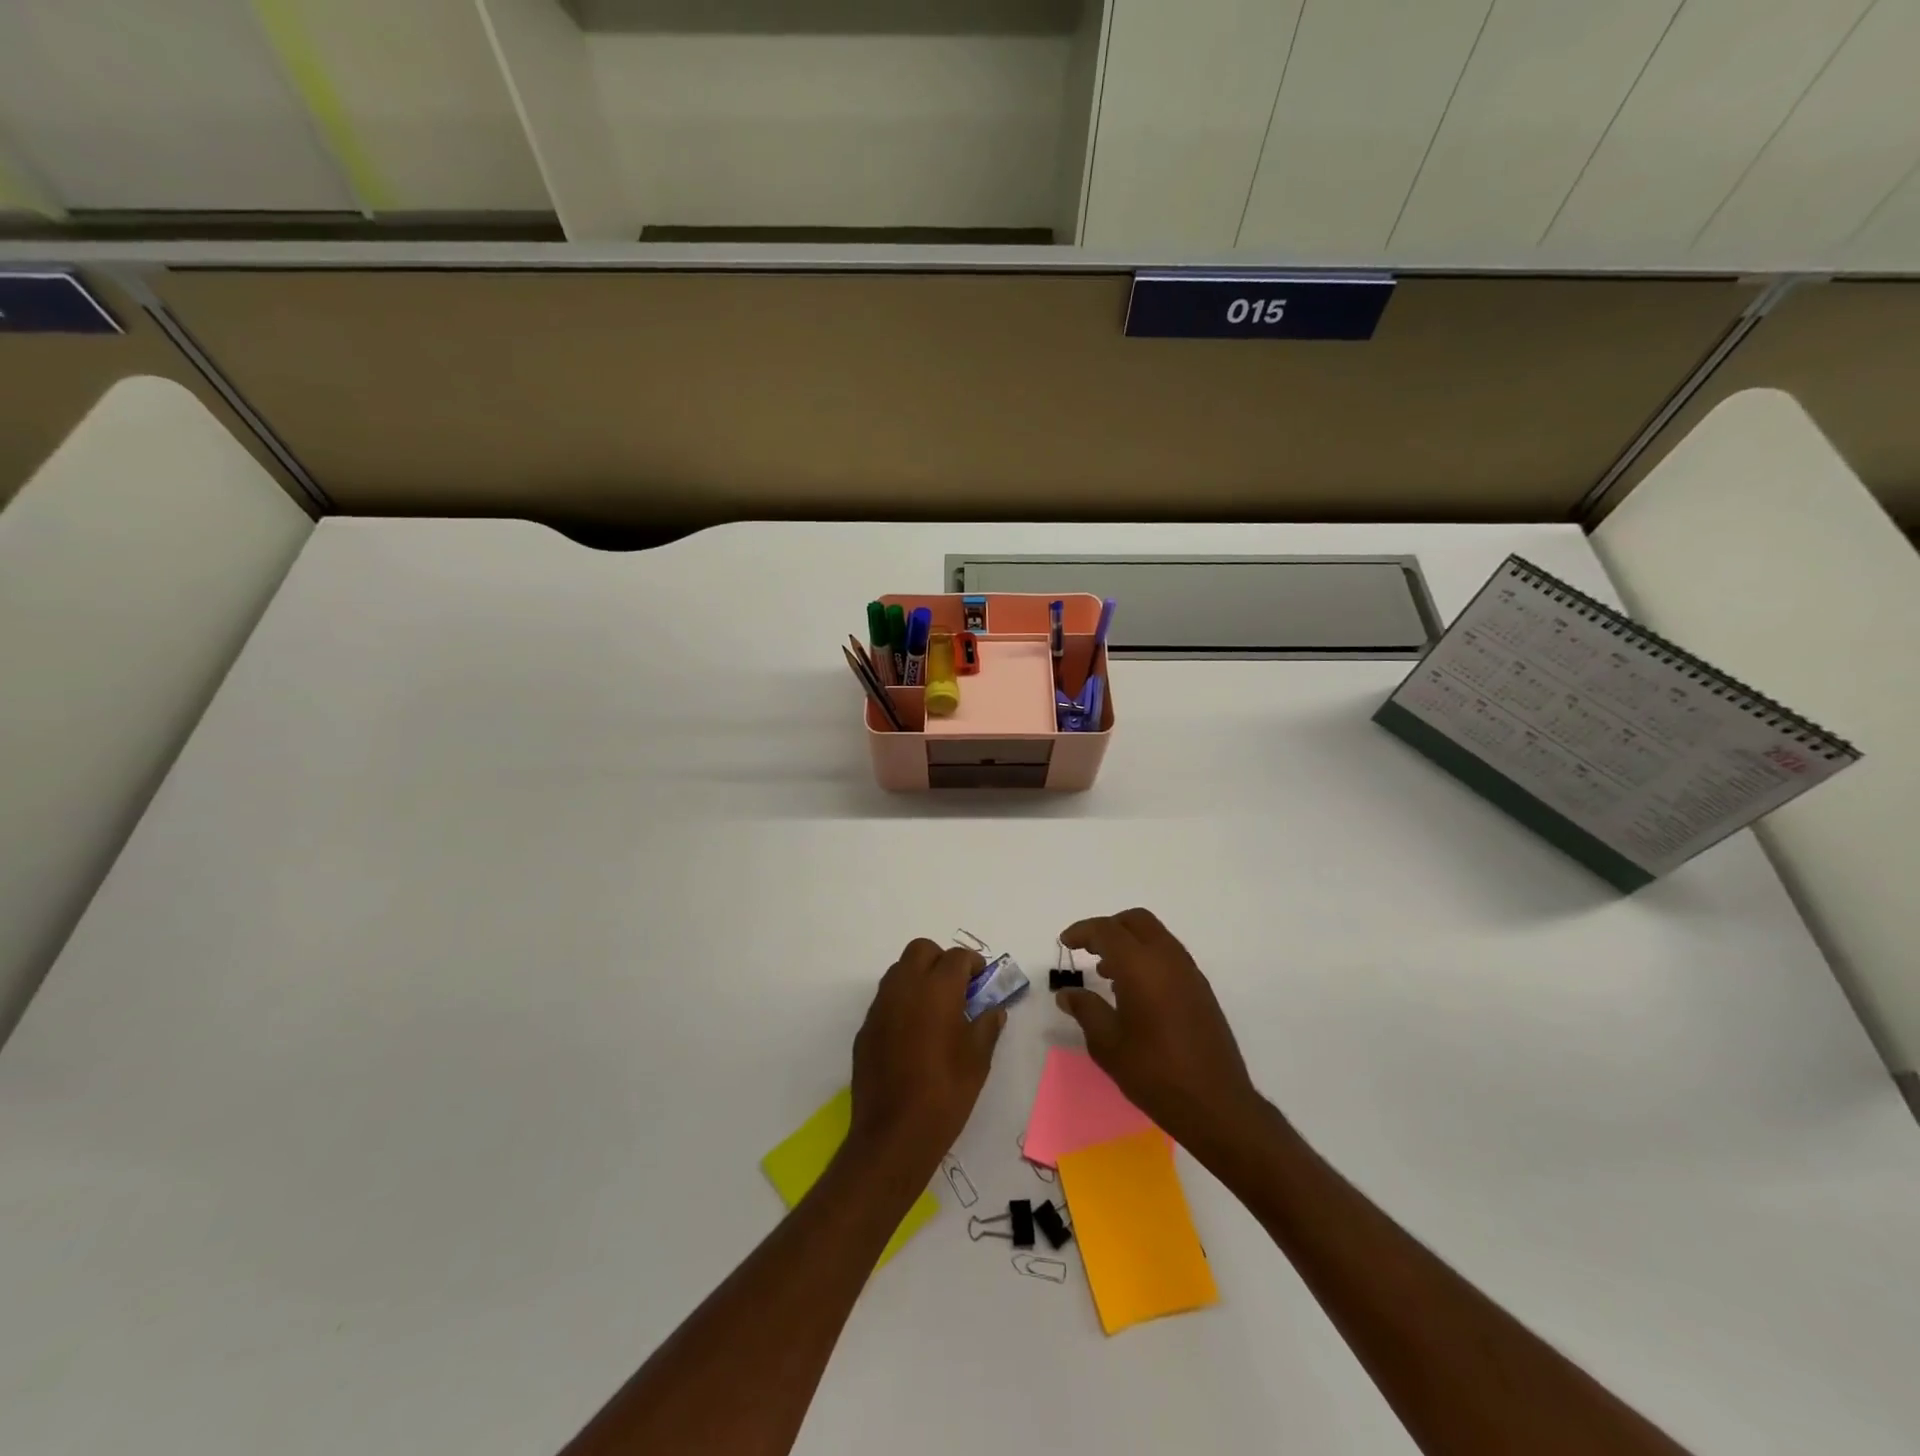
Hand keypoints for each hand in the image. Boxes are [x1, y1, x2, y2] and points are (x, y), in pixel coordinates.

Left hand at [848, 939, 1005, 1179]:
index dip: (973, 964)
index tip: (982, 982)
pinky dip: (902, 1002)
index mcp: (937, 988)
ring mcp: (880, 1006)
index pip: (957, 957)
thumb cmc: (946, 1092)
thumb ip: (987, 1025)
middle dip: (941, 960)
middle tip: (958, 988)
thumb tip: (993, 1010)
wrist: (894, 1133)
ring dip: (919, 977)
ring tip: (936, 1009)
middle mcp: (905, 987)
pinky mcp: (866, 1027)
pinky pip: (886, 999)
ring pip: (900, 970)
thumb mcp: (978, 1059)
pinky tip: (913, 1034)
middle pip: (921, 950)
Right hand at [1057, 909, 1264, 1156]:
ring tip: (1107, 973)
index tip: (1065, 944)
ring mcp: (1189, 972)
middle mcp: (1168, 959)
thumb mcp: (1107, 1044)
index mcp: (1141, 966)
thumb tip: (1067, 994)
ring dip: (1129, 942)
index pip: (1107, 930)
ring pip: (1155, 936)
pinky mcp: (1201, 989)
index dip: (1082, 931)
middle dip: (1109, 928)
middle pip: (1136, 921)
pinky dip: (1147, 957)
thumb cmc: (1154, 1073)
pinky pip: (1169, 955)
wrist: (1215, 1104)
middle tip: (1088, 950)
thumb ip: (1085, 1010)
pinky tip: (1135, 991)